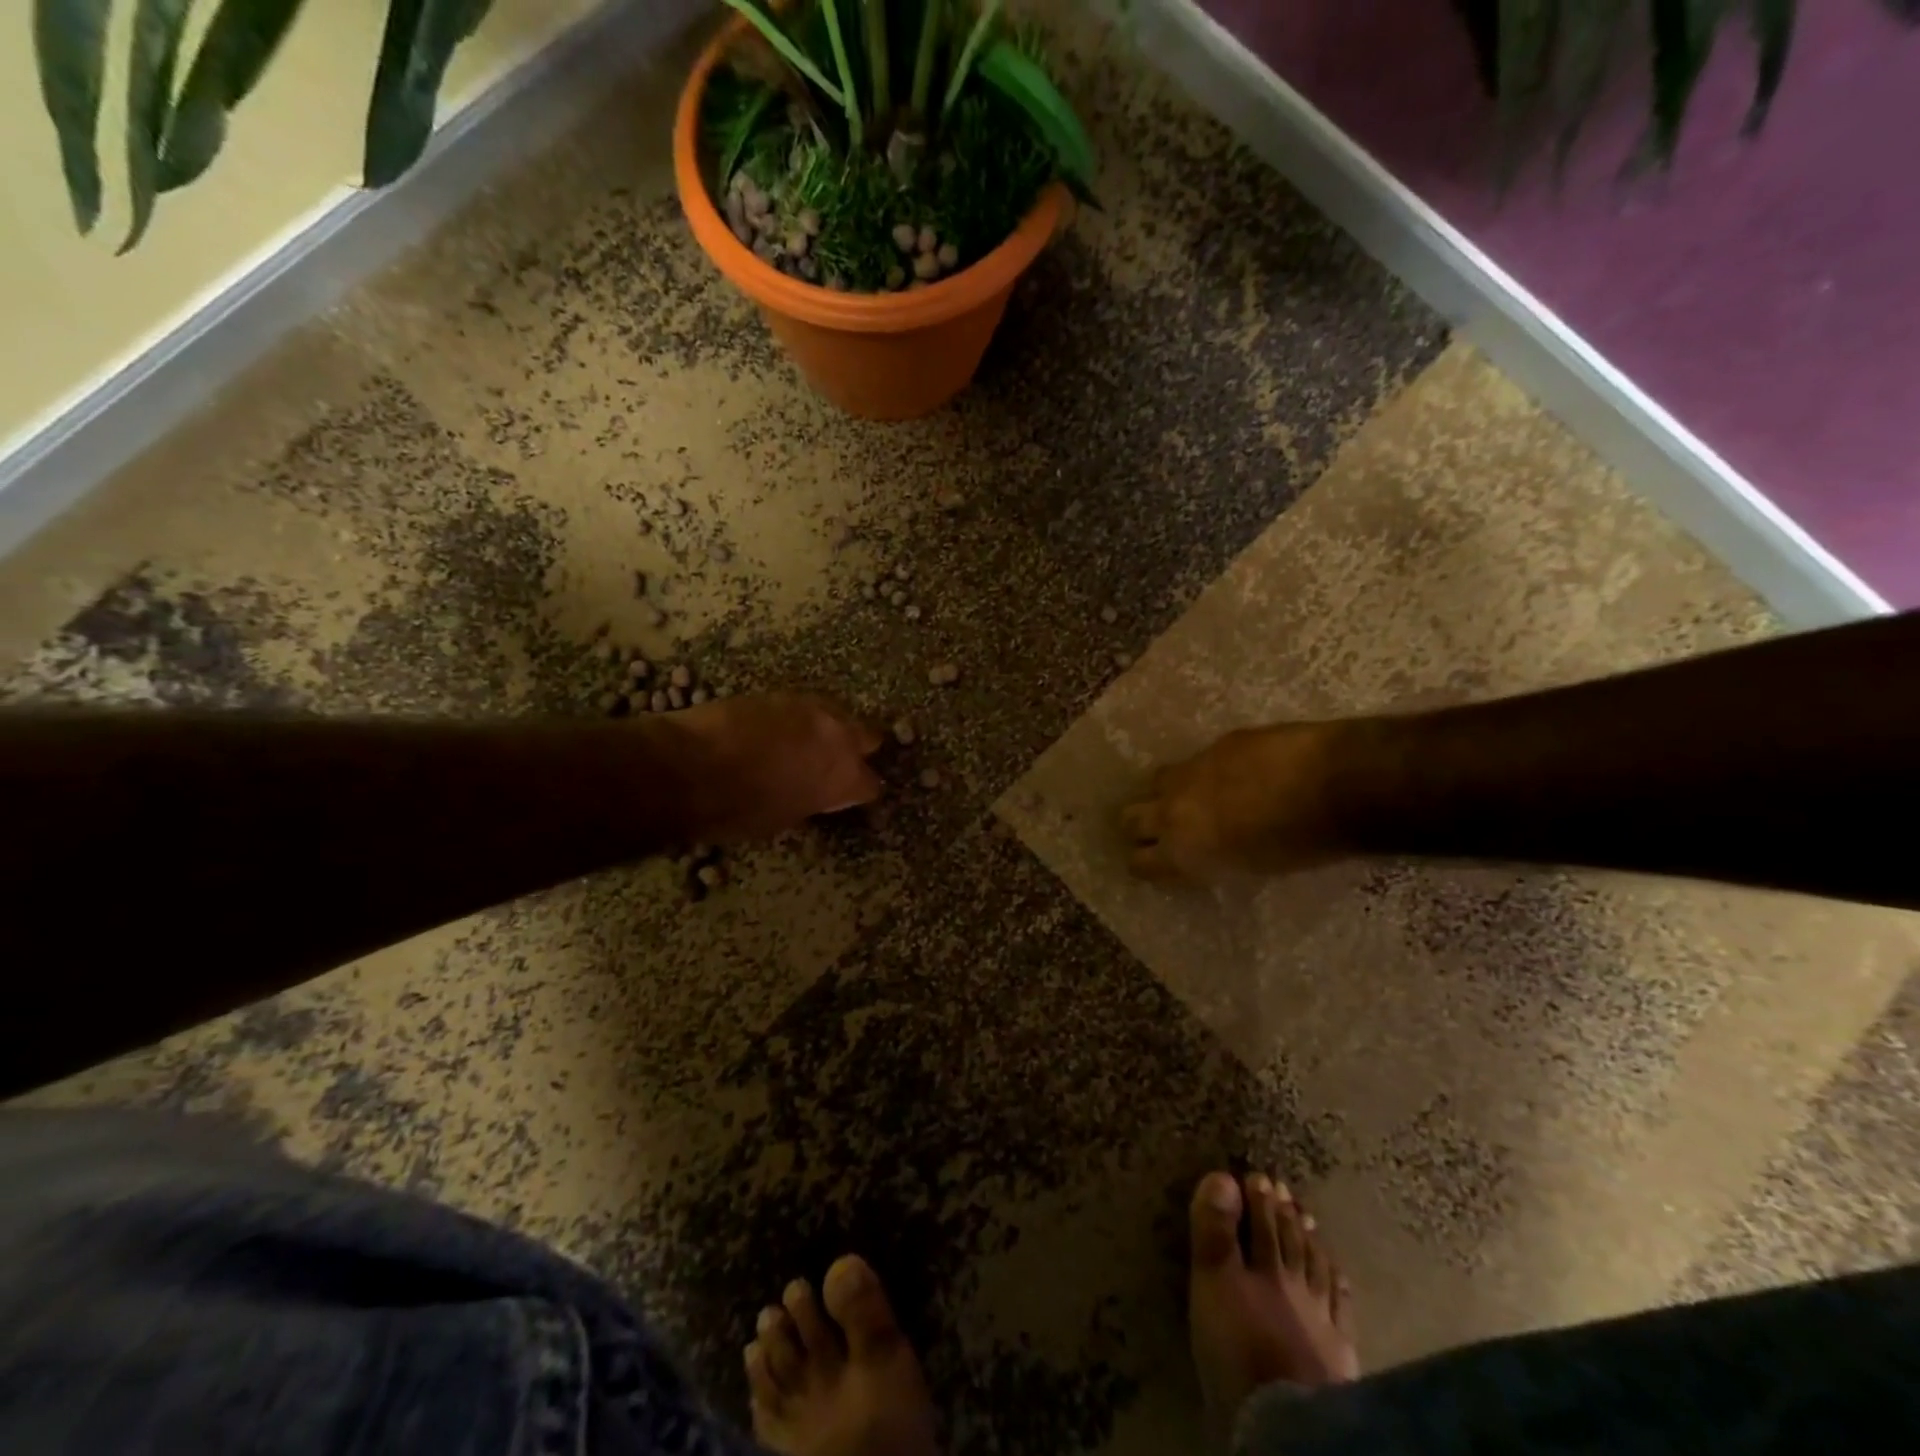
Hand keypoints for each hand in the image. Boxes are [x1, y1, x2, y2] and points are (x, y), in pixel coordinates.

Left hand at [669, 692, 883, 842]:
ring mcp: (812, 709)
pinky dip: (798, 718)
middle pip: (868, 737)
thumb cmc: (736, 809)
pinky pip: (804, 706)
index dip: (859, 792)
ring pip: (837, 714)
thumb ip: (811, 800)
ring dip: (828, 729)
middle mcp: (839, 737)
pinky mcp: (782, 693)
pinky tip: (778, 729)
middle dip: (856, 749)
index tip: (848, 797)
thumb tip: (813, 794)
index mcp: (844, 778)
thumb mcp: (783, 818)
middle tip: (833, 762)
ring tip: (805, 743)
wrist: (690, 766)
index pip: (871, 785)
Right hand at [1122, 723, 1348, 881]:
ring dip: (1168, 792)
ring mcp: (1190, 773)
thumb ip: (1213, 859)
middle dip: (1140, 825)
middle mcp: (1174, 812)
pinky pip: (1197, 761)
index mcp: (1184, 853)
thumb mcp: (1250, 869)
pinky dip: (1207, 771)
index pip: (1138, 863)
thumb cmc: (1303, 846)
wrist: (1334, 784)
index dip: (1145, 863)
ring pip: (1156, 782)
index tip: (1157, 862)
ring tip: (1194, 797)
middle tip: (1161, 829)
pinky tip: (1236, 773)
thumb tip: (1207, 849)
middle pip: (1129, 818)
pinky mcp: (1215, 745)